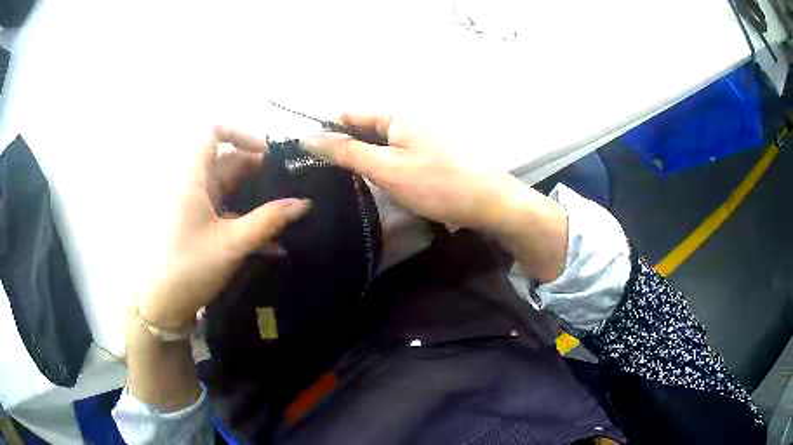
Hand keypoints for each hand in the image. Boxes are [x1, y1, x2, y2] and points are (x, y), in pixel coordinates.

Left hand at [137, 127, 310, 328]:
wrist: (161, 304)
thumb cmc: (189, 268)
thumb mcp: (232, 245)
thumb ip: (268, 221)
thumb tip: (304, 204)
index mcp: (192, 178)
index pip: (213, 133)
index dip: (241, 134)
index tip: (267, 153)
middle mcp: (191, 184)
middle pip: (227, 160)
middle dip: (258, 171)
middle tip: (289, 187)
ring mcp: (193, 204)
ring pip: (227, 186)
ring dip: (254, 197)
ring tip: (284, 211)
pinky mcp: (196, 221)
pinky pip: (223, 208)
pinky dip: (243, 217)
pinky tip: (269, 241)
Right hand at [302, 113, 567, 281]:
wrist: (490, 203)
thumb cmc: (438, 185)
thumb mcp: (387, 169)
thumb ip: (348, 152)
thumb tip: (311, 137)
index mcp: (397, 114)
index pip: (350, 112)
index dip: (328, 130)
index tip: (311, 156)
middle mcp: (410, 116)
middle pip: (366, 125)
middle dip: (346, 145)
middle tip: (327, 175)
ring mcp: (423, 133)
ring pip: (381, 140)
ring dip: (365, 156)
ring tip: (347, 181)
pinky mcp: (431, 149)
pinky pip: (398, 150)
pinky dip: (384, 162)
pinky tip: (378, 180)